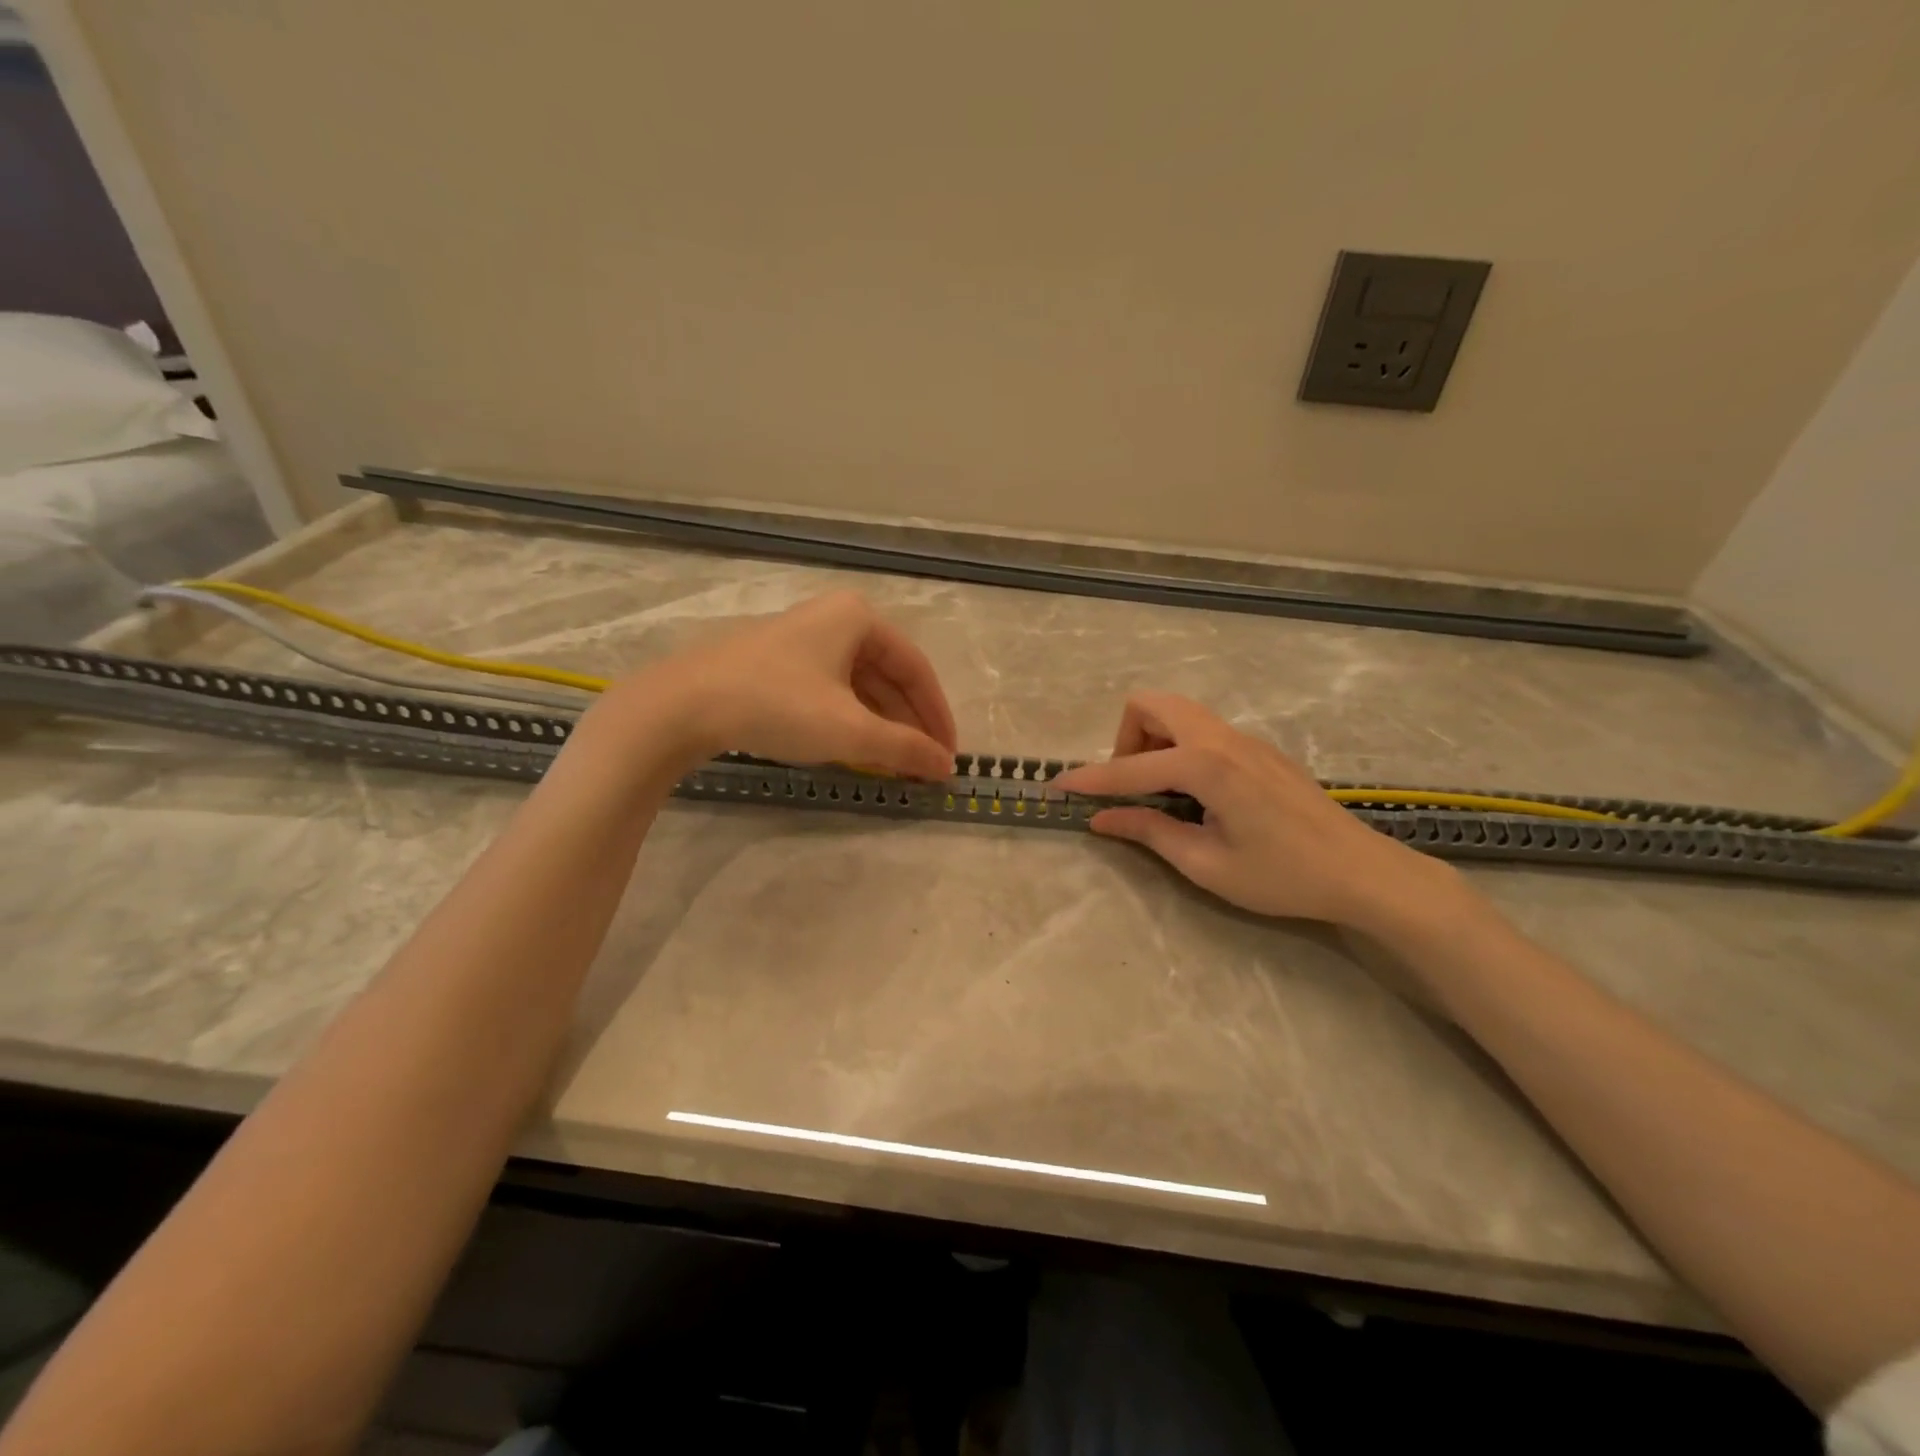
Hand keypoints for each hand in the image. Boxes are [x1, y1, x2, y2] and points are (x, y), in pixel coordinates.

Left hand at [602, 589, 957, 778]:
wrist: (683, 705)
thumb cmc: (778, 705)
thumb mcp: (850, 730)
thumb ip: (905, 748)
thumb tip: (948, 766)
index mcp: (858, 618)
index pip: (916, 669)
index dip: (937, 715)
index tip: (949, 755)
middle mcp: (833, 619)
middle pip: (888, 676)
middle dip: (908, 723)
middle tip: (923, 764)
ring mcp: (801, 640)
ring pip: (858, 686)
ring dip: (880, 725)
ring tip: (894, 764)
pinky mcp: (775, 663)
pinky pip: (830, 691)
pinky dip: (849, 720)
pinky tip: (854, 749)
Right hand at [1054, 693, 1460, 927]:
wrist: (1362, 872)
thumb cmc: (1282, 875)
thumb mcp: (1206, 864)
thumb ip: (1149, 832)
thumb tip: (1101, 819)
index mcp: (1207, 766)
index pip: (1131, 767)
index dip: (1091, 779)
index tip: (1058, 786)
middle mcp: (1222, 739)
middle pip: (1152, 705)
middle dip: (1125, 739)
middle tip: (1131, 786)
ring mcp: (1245, 739)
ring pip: (1179, 712)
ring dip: (1153, 740)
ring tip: (1159, 793)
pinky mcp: (1259, 749)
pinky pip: (1202, 729)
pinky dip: (1179, 748)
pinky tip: (1195, 795)